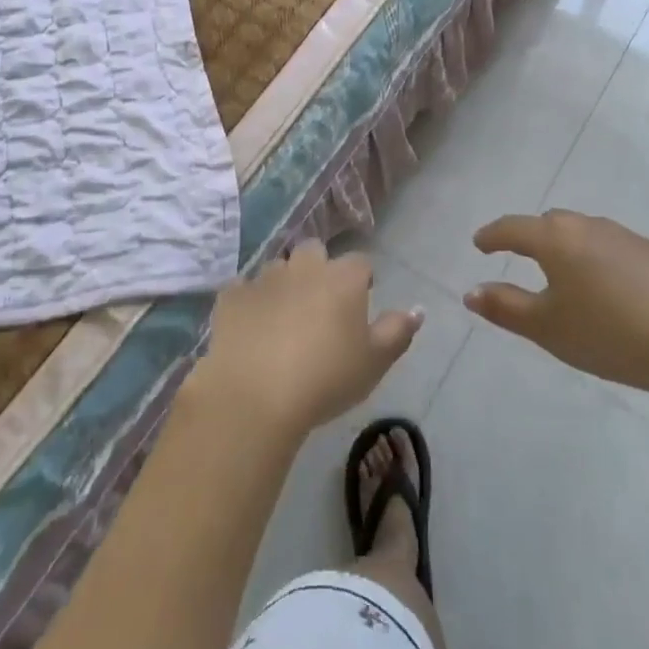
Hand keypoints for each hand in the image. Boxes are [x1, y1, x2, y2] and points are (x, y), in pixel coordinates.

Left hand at [192, 239, 423, 440]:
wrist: (255, 396)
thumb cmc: (325, 379)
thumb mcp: (374, 363)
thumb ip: (398, 331)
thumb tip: (417, 309)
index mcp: (342, 278)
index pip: (360, 263)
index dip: (361, 281)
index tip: (359, 305)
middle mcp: (303, 267)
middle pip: (314, 252)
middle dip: (318, 269)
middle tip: (319, 307)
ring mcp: (264, 278)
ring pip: (278, 268)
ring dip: (284, 284)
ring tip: (283, 321)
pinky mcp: (231, 296)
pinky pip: (243, 289)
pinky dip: (249, 303)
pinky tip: (250, 329)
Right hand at [466, 210, 648, 405]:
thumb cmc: (610, 333)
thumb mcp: (548, 327)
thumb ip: (506, 307)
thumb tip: (470, 292)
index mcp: (556, 239)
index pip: (513, 228)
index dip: (493, 235)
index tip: (480, 243)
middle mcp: (590, 227)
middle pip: (551, 223)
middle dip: (531, 236)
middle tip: (519, 254)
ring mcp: (629, 238)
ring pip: (586, 234)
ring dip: (568, 248)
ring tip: (564, 274)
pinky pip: (615, 249)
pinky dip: (600, 261)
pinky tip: (611, 291)